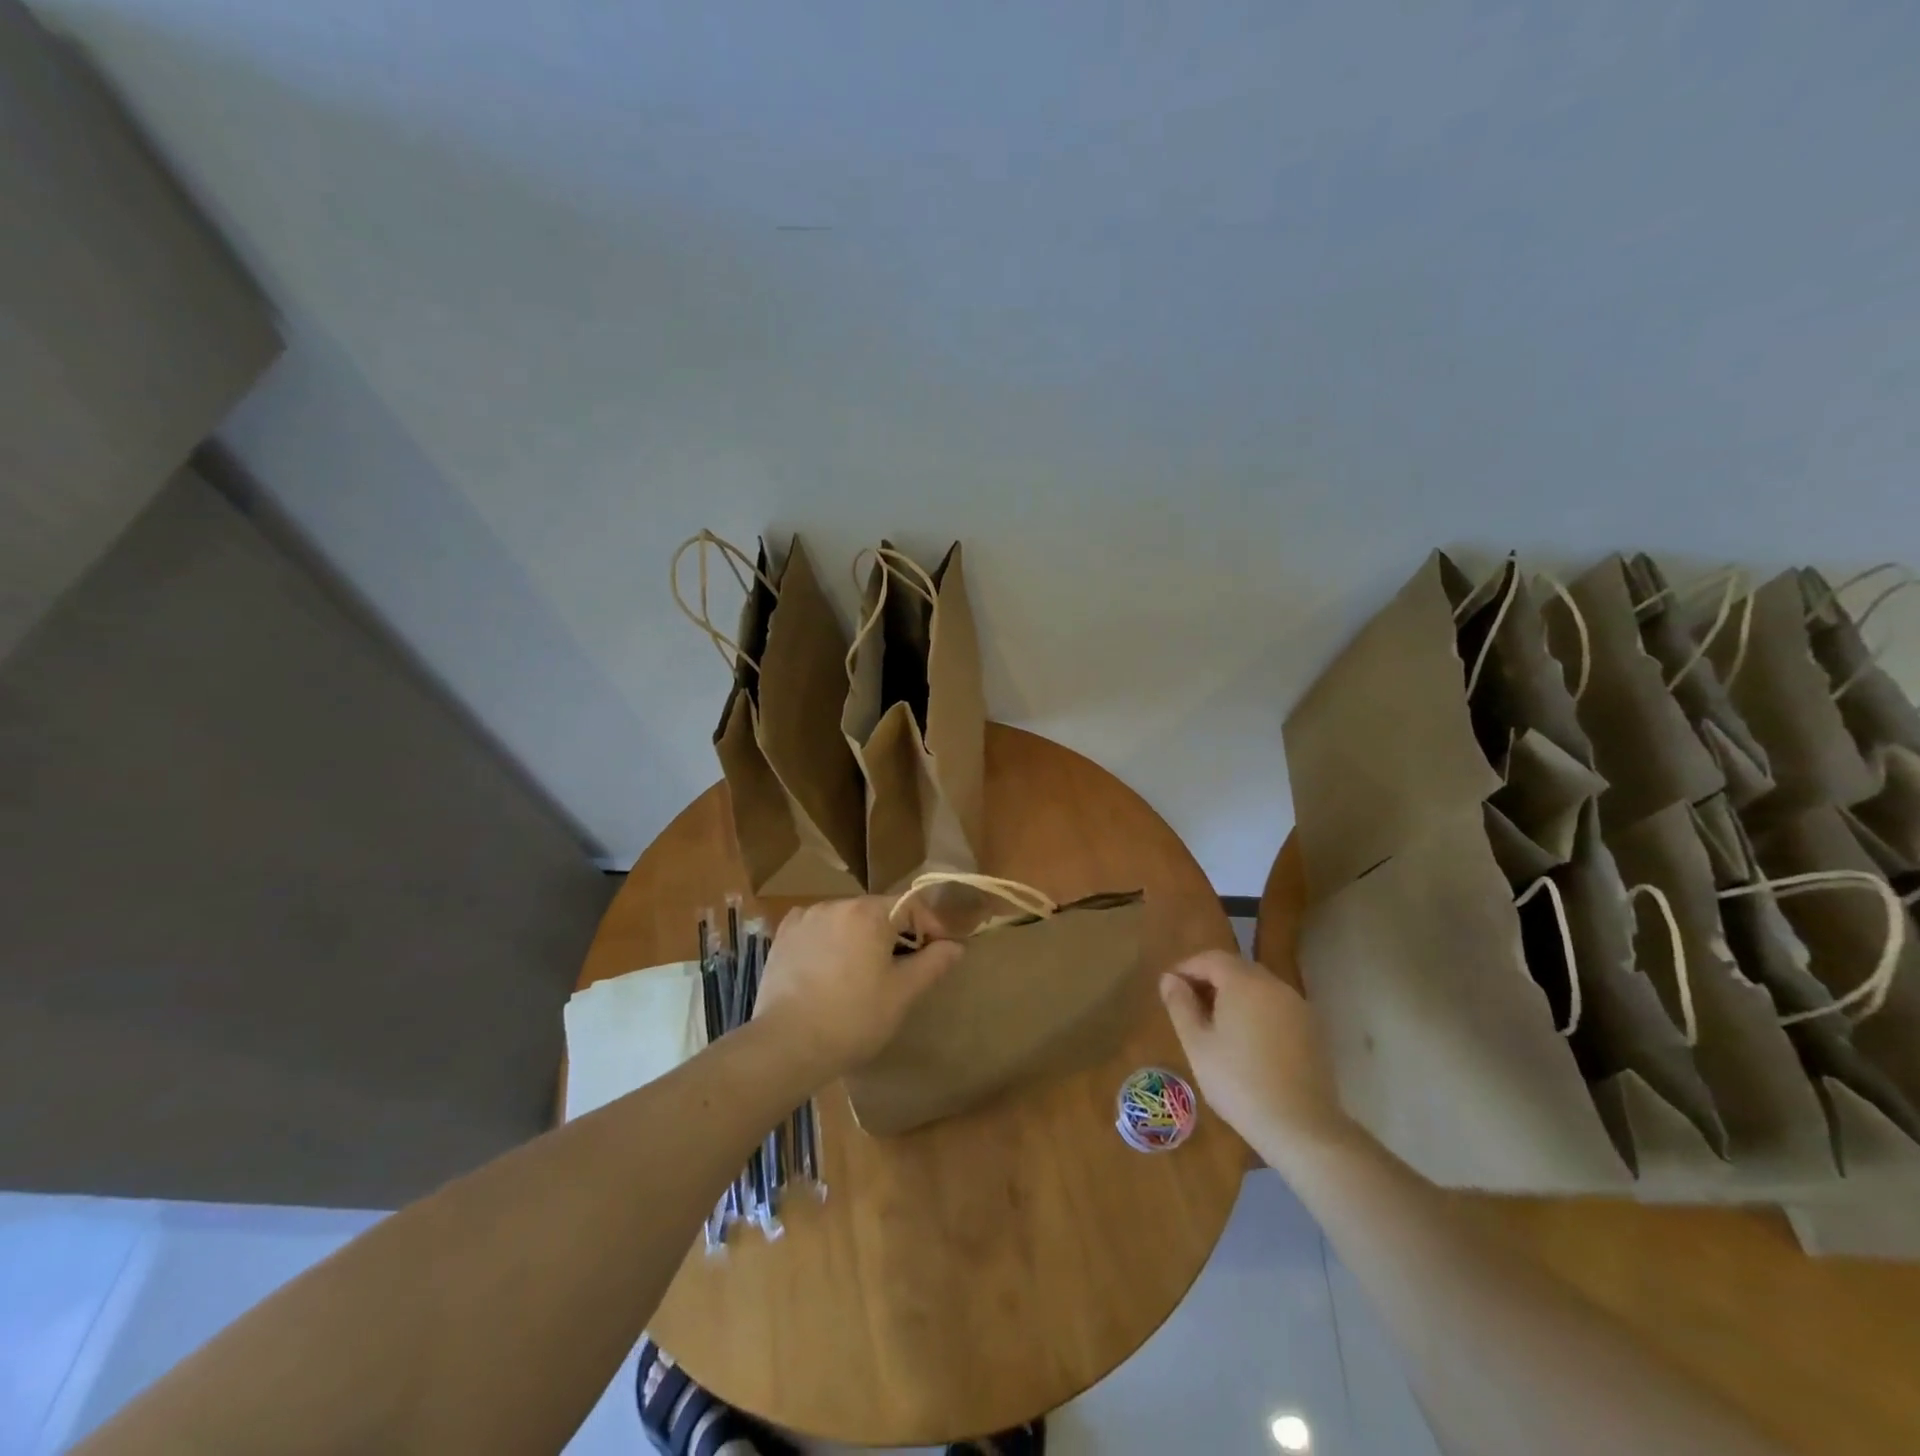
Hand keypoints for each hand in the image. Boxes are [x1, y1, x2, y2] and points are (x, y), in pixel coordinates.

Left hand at [753, 897, 961, 1077]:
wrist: (786, 1046)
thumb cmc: (854, 1018)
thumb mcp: (903, 993)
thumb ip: (934, 962)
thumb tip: (956, 945)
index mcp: (868, 912)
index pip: (912, 906)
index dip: (931, 926)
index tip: (939, 953)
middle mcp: (836, 904)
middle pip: (877, 912)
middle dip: (895, 934)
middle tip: (903, 970)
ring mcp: (805, 918)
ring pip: (847, 921)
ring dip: (862, 939)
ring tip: (864, 976)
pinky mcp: (783, 937)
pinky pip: (819, 930)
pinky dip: (831, 943)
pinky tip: (830, 973)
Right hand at [1159, 950, 1354, 1168]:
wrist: (1301, 1127)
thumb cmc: (1238, 1082)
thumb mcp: (1197, 1044)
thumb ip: (1180, 1005)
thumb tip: (1169, 979)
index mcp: (1244, 982)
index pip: (1211, 958)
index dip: (1187, 968)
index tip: (1170, 988)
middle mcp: (1274, 985)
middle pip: (1236, 968)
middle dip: (1210, 979)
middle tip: (1189, 1005)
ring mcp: (1298, 1006)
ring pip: (1258, 987)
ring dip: (1234, 995)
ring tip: (1215, 1024)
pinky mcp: (1312, 1029)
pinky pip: (1276, 1006)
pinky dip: (1256, 1011)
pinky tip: (1247, 1040)